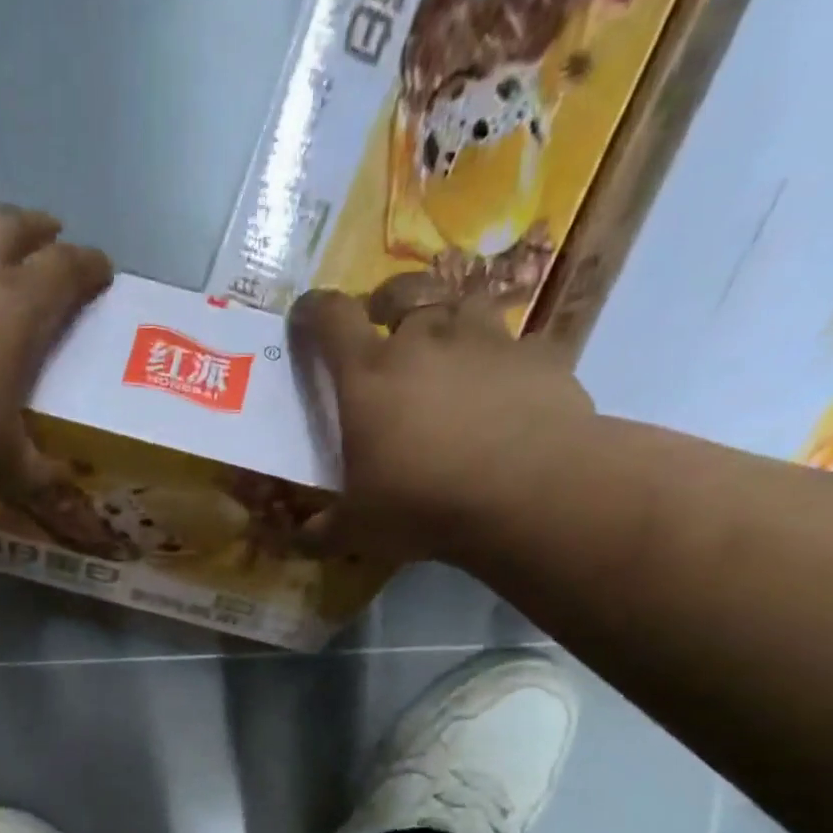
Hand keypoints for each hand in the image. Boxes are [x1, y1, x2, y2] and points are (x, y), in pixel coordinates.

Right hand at [289, 271, 598, 562]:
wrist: (529, 494)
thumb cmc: (423, 505)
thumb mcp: (356, 531)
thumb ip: (319, 532)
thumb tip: (294, 540)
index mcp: (368, 376)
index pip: (330, 319)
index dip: (313, 311)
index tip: (305, 316)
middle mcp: (423, 341)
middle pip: (402, 292)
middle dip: (387, 302)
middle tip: (385, 325)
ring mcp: (486, 341)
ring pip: (463, 303)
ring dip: (449, 319)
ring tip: (448, 348)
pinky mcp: (538, 356)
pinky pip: (518, 344)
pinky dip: (505, 360)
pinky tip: (505, 388)